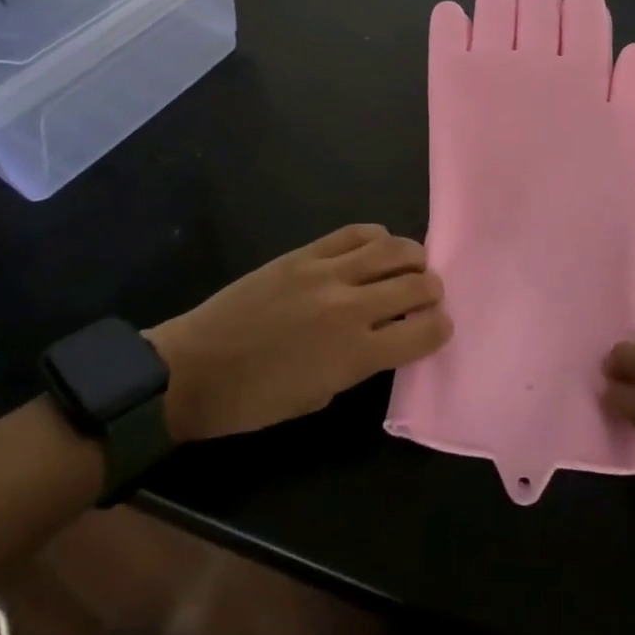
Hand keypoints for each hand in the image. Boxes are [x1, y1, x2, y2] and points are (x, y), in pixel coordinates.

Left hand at [148, 225, 451, 441]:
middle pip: (415, 284)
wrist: (194, 368)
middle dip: (433, 290)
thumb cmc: (254, 401)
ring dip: (413, 257)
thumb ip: (359, 364)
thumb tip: (384, 336)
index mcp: (355, 355)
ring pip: (391, 249)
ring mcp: (326, 272)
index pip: (423, 332)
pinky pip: (354, 233)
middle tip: (430, 295)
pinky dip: (376, 237)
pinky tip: (378, 247)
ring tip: (413, 265)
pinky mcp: (305, 253)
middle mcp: (349, 307)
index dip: (440, 328)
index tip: (440, 327)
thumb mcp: (318, 396)